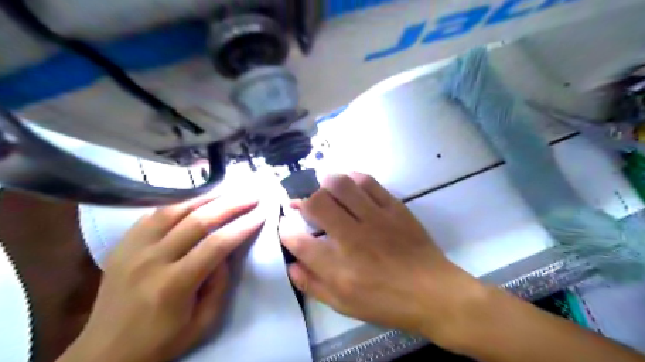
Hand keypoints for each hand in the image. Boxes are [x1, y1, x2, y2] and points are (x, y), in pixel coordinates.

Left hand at [63, 193, 266, 361]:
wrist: (106, 352)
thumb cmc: (161, 340)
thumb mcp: (203, 322)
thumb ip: (220, 284)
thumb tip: (226, 252)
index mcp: (174, 285)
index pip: (216, 244)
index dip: (243, 226)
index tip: (261, 213)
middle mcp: (152, 260)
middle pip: (198, 220)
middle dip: (231, 204)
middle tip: (251, 195)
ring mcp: (133, 248)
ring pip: (175, 209)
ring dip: (206, 196)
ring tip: (229, 189)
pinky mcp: (123, 243)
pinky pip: (154, 213)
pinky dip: (180, 202)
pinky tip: (197, 198)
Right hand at [280, 173, 486, 344]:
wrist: (433, 292)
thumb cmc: (387, 303)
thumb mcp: (345, 305)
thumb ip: (313, 285)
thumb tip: (291, 265)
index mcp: (338, 268)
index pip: (298, 241)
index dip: (286, 231)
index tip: (287, 228)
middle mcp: (352, 238)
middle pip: (316, 203)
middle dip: (301, 199)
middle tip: (303, 202)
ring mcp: (375, 219)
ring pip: (341, 185)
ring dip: (325, 182)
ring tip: (322, 187)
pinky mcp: (394, 208)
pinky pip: (368, 182)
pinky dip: (353, 178)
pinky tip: (349, 183)